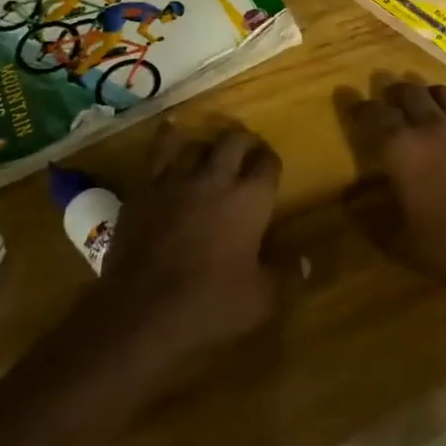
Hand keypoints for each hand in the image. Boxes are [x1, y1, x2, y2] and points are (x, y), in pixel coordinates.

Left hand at [90, 121, 289, 371]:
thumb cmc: (208, 305)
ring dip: (207, 144)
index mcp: (249, 199)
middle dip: (245, 141)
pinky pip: (158, 153)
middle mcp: (215, 178)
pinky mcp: (144, 190)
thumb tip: (306, 263)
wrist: (139, 312)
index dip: (271, 161)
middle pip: (234, 141)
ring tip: (210, 150)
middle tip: (247, 150)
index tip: (271, 167)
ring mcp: (176, 180)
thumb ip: (286, 277)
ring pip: (196, 143)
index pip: (268, 163)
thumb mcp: (259, 301)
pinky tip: (170, 134)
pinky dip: (168, 140)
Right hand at [340, 79, 445, 296]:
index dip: (360, 107)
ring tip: (427, 105)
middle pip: (409, 92)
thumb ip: (370, 220)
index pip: (374, 114)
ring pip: (445, 94)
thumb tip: (348, 203)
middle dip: (395, 92)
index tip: (354, 105)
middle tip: (390, 99)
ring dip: (430, 96)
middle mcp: (433, 126)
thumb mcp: (400, 243)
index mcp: (403, 148)